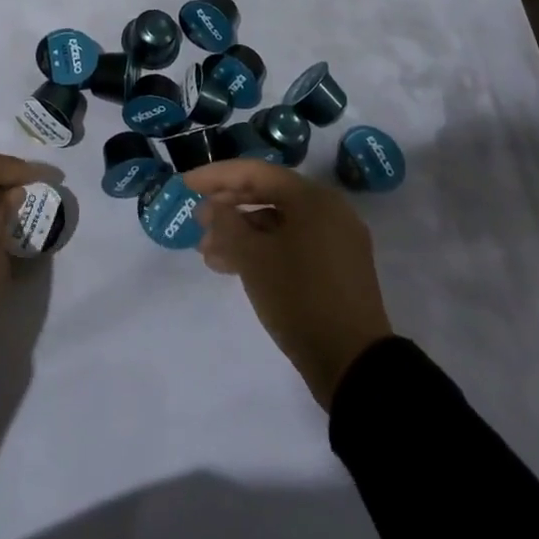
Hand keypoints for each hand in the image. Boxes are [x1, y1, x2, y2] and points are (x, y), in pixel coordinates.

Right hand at [188, 159, 393, 408]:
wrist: (353, 365)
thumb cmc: (299, 298)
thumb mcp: (252, 258)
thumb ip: (227, 222)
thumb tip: (217, 206)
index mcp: (312, 198)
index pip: (255, 172)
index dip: (216, 176)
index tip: (185, 185)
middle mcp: (328, 211)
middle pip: (267, 195)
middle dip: (228, 207)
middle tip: (198, 222)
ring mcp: (335, 241)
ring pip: (277, 223)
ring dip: (241, 233)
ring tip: (208, 253)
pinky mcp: (336, 268)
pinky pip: (291, 244)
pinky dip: (262, 249)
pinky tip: (233, 266)